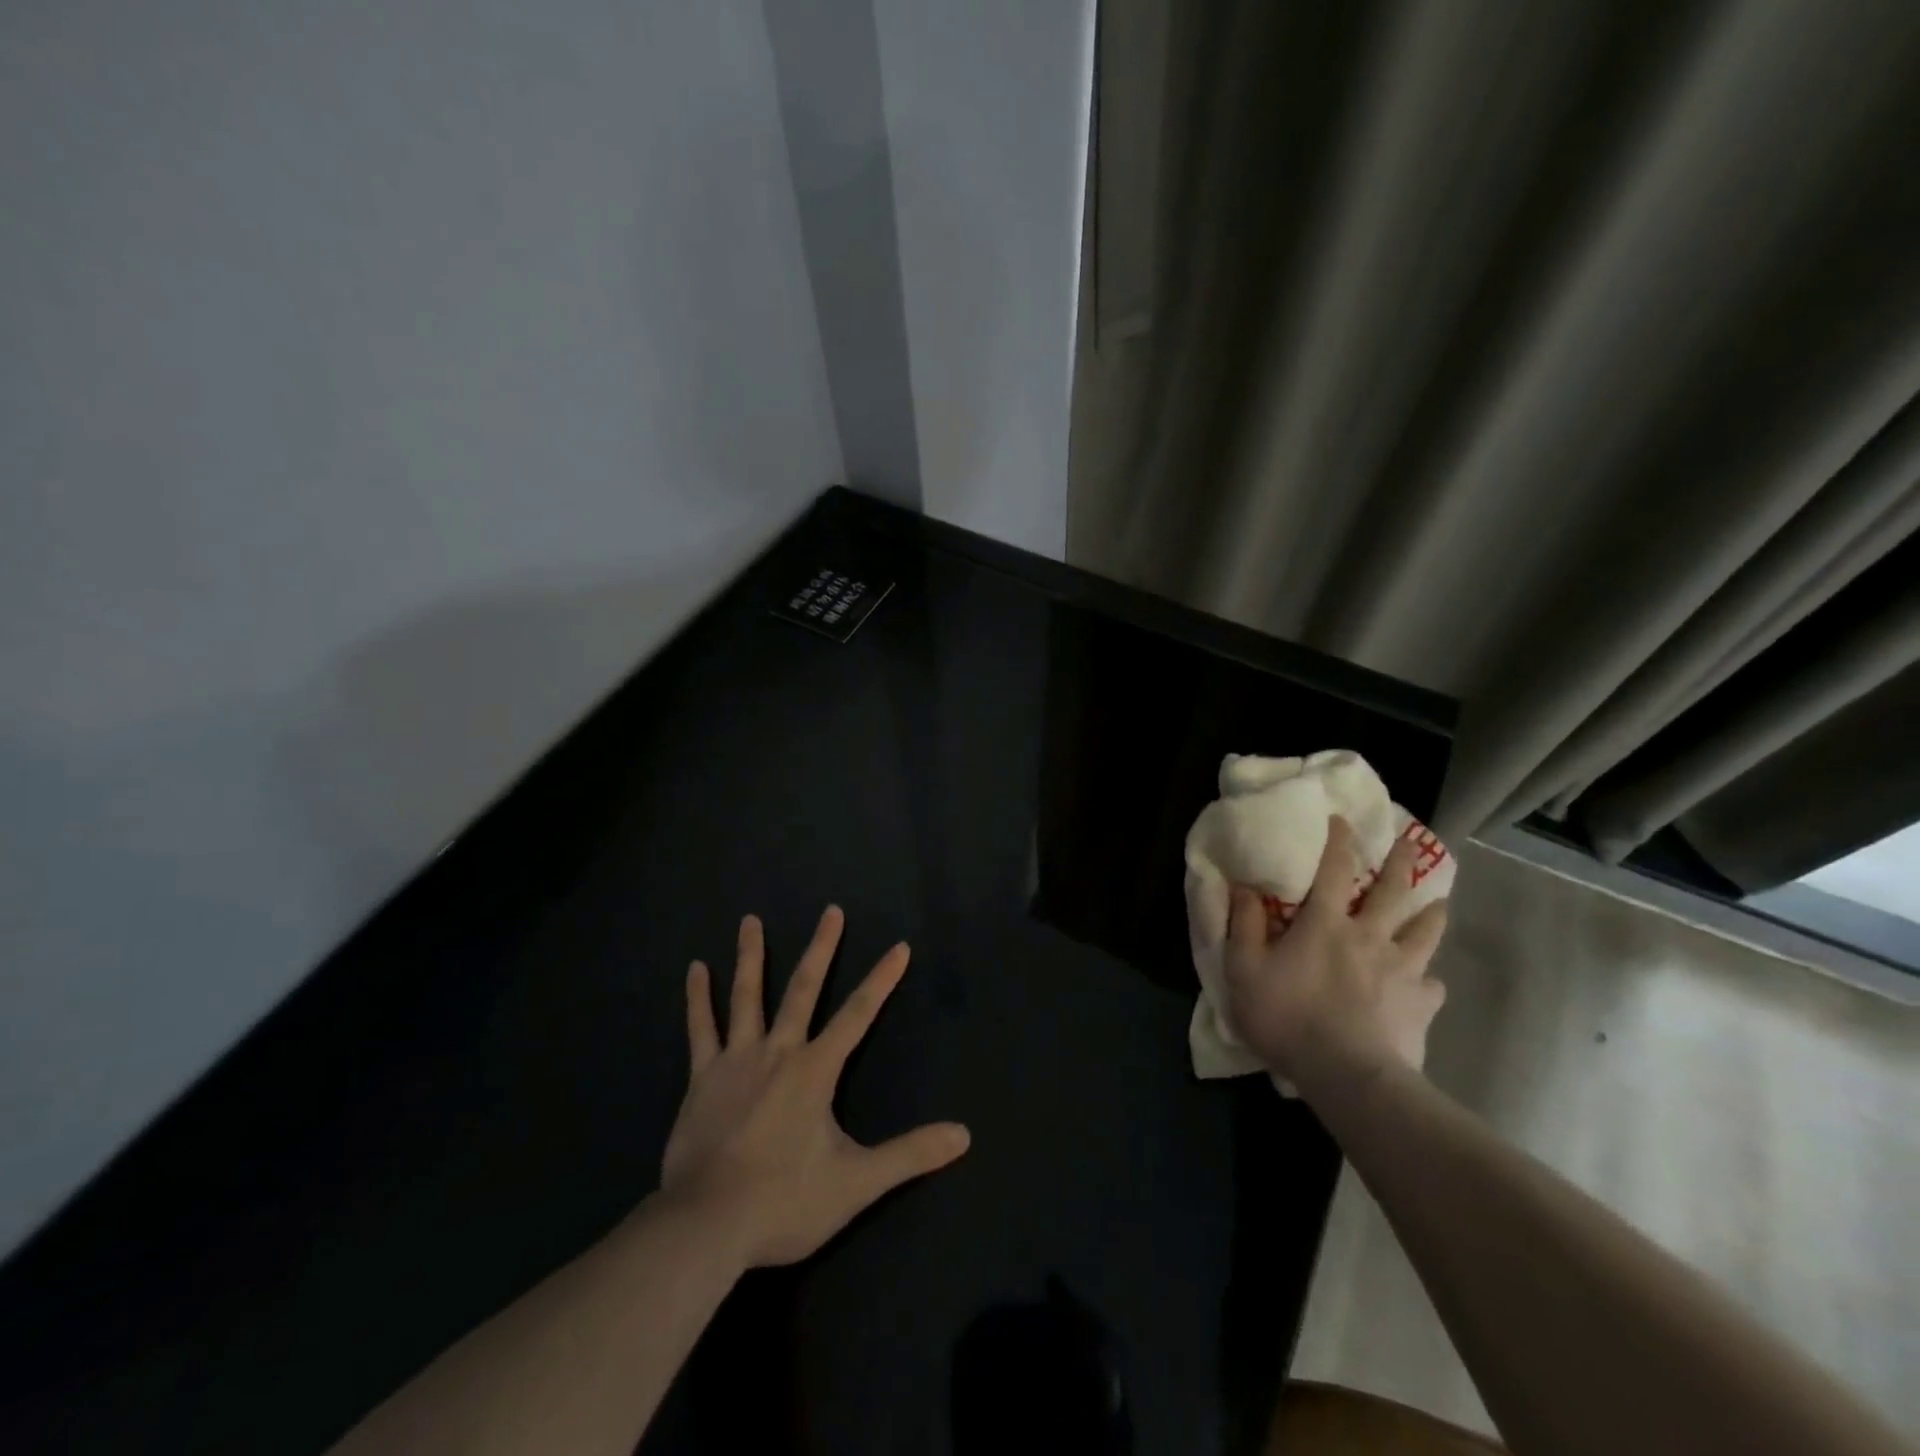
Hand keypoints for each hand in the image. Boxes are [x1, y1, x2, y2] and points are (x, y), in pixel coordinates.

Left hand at [659, 906, 969, 1268]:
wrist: (706, 1227)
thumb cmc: (784, 1202)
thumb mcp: (857, 1183)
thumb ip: (910, 1155)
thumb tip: (963, 1135)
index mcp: (815, 1070)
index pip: (859, 1014)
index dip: (882, 979)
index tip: (899, 947)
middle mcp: (778, 1052)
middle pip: (804, 989)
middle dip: (822, 948)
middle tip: (831, 911)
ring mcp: (736, 1061)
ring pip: (746, 997)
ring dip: (751, 957)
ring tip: (750, 920)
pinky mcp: (702, 1078)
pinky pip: (700, 1029)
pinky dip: (697, 998)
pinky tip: (694, 969)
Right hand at [1223, 817, 1449, 1090]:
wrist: (1348, 1076)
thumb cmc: (1288, 1017)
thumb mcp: (1244, 970)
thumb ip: (1244, 925)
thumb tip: (1244, 887)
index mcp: (1325, 924)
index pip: (1333, 870)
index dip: (1337, 841)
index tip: (1342, 820)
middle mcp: (1369, 936)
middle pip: (1392, 891)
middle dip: (1400, 862)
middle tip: (1410, 840)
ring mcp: (1402, 970)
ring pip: (1424, 931)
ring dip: (1431, 912)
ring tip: (1438, 904)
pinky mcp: (1421, 1005)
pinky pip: (1432, 984)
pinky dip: (1428, 978)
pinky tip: (1425, 983)